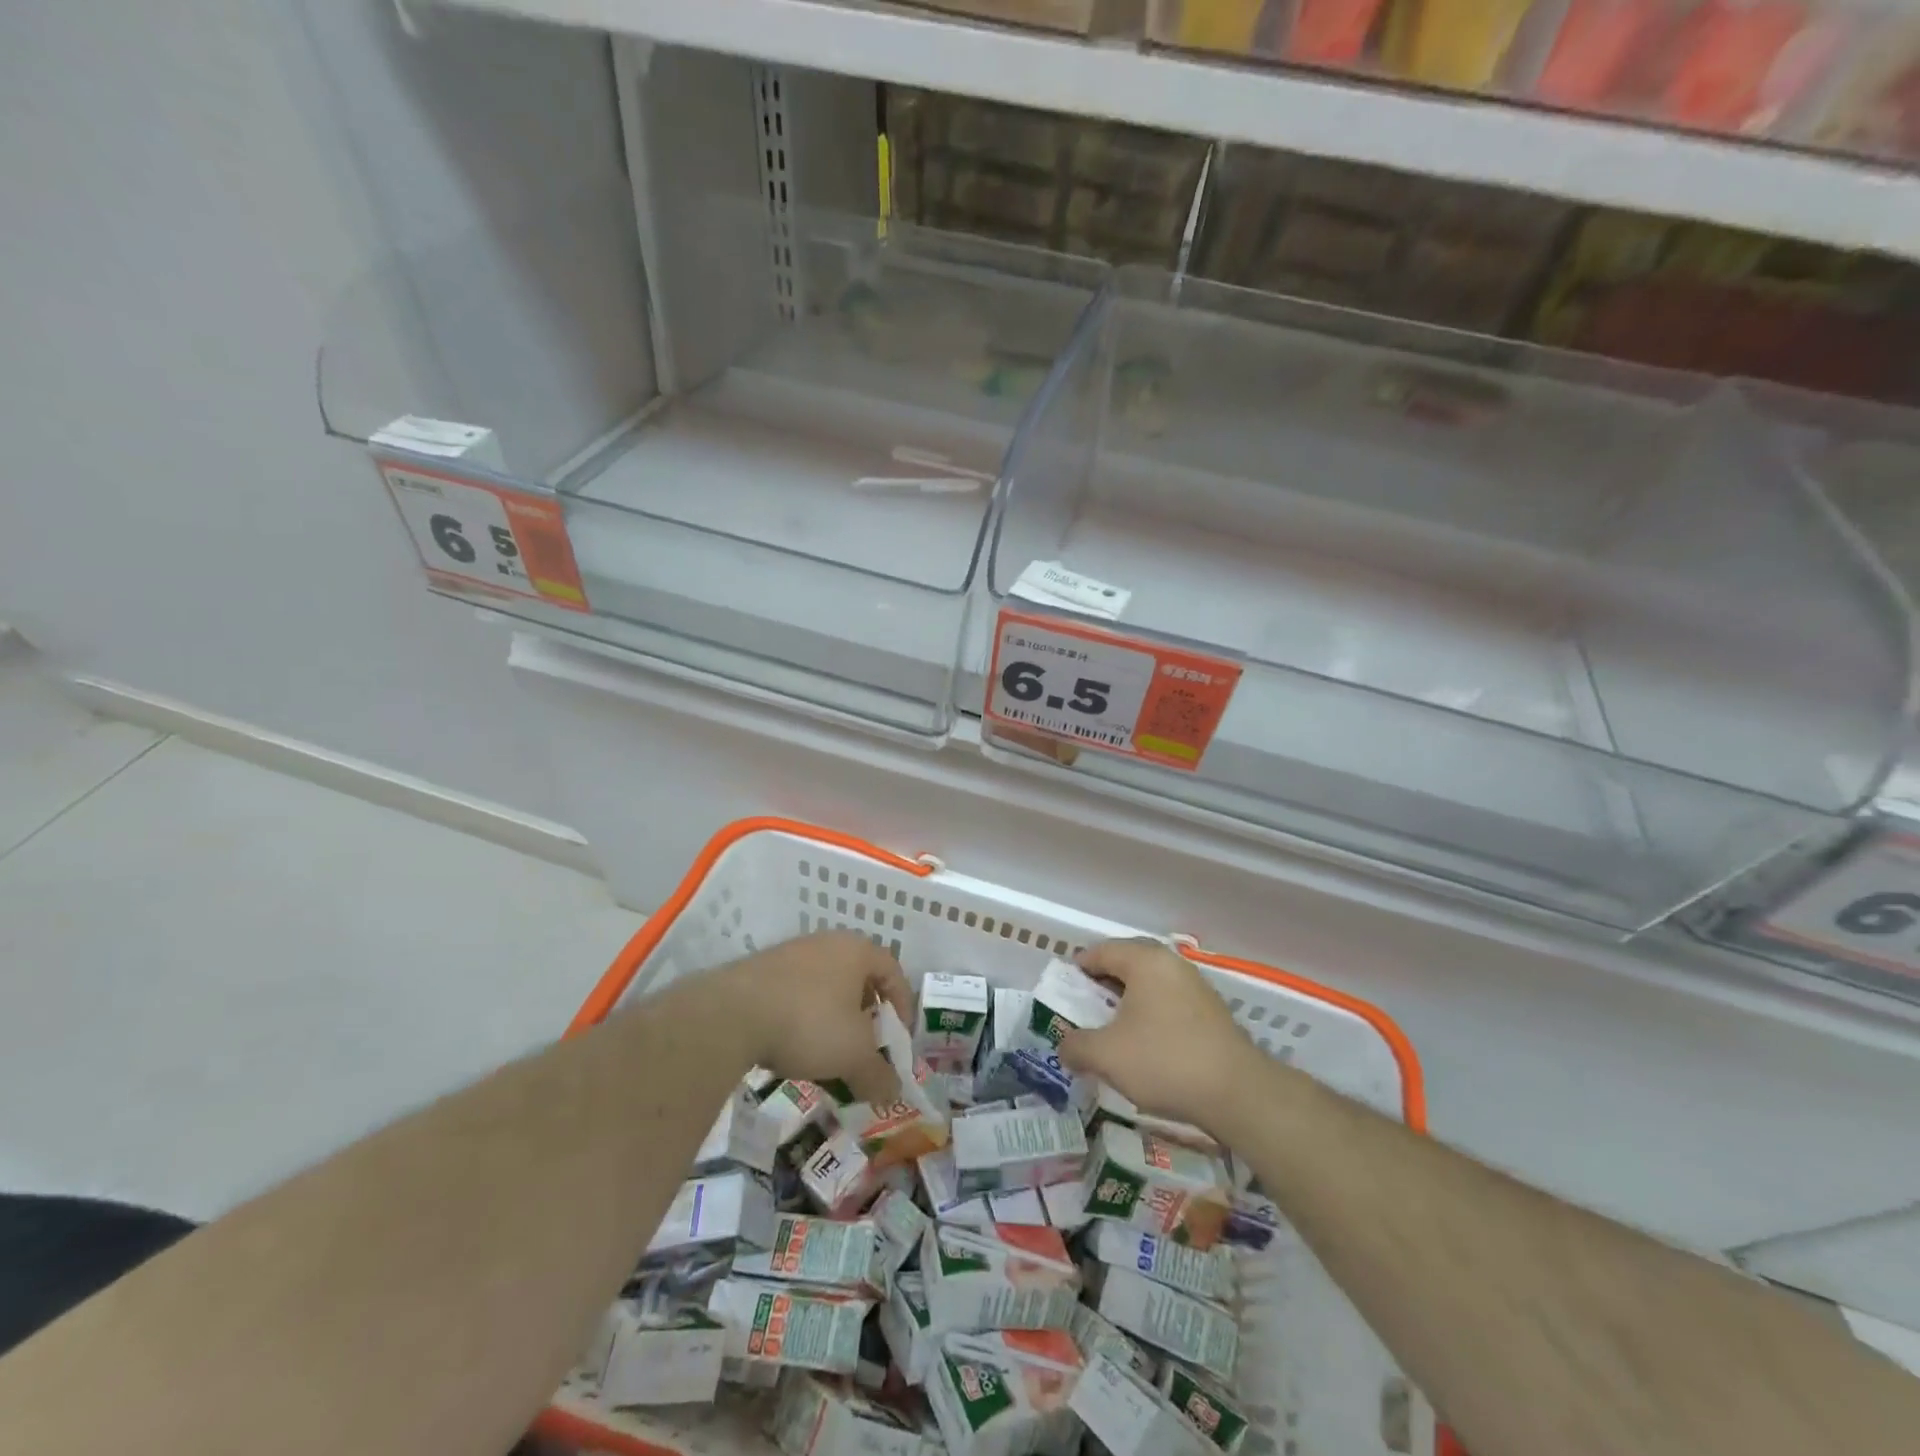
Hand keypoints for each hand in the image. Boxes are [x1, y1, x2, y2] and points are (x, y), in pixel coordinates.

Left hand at [710, 932, 913, 1106]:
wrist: (731, 1014)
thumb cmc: (809, 1023)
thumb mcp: (853, 1055)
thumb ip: (878, 1074)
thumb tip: (893, 1092)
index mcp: (856, 950)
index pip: (892, 970)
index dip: (902, 1005)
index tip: (898, 1039)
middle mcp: (826, 943)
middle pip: (858, 978)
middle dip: (865, 1016)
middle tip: (865, 1048)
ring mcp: (789, 954)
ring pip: (824, 987)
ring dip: (833, 1020)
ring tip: (829, 1056)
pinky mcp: (759, 972)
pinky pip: (794, 994)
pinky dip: (802, 1020)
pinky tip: (793, 1050)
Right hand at [1059, 939, 1265, 1135]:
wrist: (1237, 1093)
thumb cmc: (1164, 1061)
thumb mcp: (1106, 1056)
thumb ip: (1076, 1046)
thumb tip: (1064, 1046)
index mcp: (1144, 960)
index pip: (1100, 951)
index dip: (1077, 970)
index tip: (1064, 994)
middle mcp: (1171, 963)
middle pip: (1127, 963)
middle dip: (1103, 985)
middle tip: (1086, 1010)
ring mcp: (1196, 985)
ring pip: (1151, 984)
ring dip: (1128, 1001)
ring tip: (1113, 1030)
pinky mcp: (1212, 1011)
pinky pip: (1170, 1001)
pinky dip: (1152, 1014)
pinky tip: (1146, 1044)